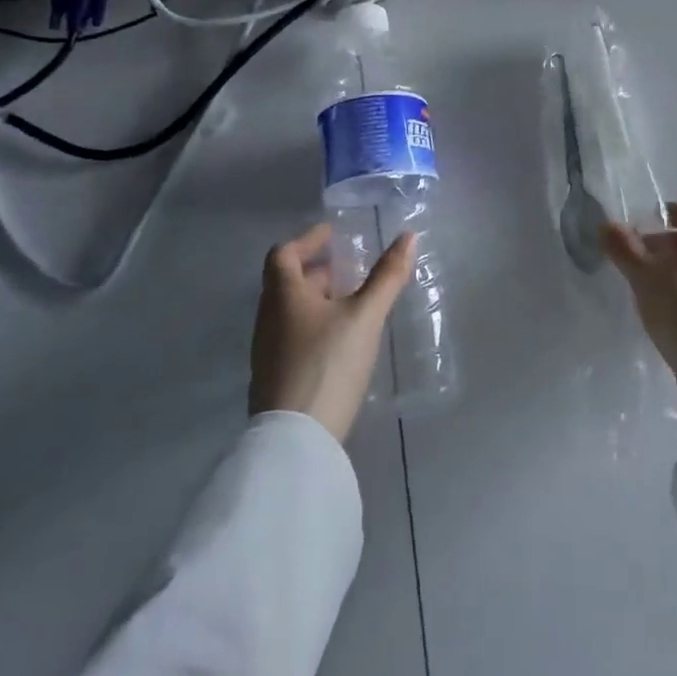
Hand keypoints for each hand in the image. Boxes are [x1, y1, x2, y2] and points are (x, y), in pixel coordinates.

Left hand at [250, 223, 416, 443]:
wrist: (295, 441)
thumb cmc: (328, 364)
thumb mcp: (365, 316)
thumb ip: (387, 277)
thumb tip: (408, 236)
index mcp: (283, 296)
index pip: (284, 254)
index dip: (307, 240)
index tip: (332, 234)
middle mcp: (269, 319)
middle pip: (285, 283)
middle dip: (316, 271)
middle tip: (347, 269)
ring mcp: (267, 352)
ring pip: (289, 312)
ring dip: (315, 300)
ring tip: (349, 303)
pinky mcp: (274, 379)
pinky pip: (291, 338)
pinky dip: (312, 326)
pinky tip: (338, 342)